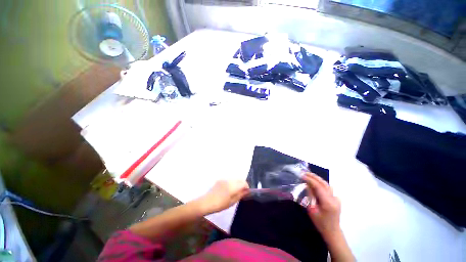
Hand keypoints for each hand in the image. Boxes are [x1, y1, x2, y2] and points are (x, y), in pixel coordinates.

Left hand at [197, 180, 249, 213]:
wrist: (206, 202)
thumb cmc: (220, 204)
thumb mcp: (232, 202)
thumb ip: (240, 195)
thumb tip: (247, 191)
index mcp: (232, 186)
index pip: (244, 182)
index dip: (247, 187)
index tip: (246, 193)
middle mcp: (229, 180)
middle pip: (239, 179)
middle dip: (242, 185)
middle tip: (242, 193)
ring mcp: (224, 179)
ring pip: (234, 179)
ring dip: (237, 184)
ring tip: (235, 192)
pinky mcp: (220, 180)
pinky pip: (229, 180)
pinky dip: (232, 183)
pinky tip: (228, 190)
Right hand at [303, 173, 341, 239]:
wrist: (332, 231)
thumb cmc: (320, 223)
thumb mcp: (312, 210)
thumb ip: (311, 196)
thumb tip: (307, 185)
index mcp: (328, 203)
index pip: (318, 187)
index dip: (310, 180)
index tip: (301, 175)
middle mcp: (334, 198)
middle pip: (324, 183)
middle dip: (313, 176)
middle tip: (304, 172)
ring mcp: (337, 198)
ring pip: (327, 184)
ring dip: (317, 179)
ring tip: (308, 175)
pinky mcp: (336, 199)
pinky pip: (328, 188)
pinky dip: (321, 183)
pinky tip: (315, 182)